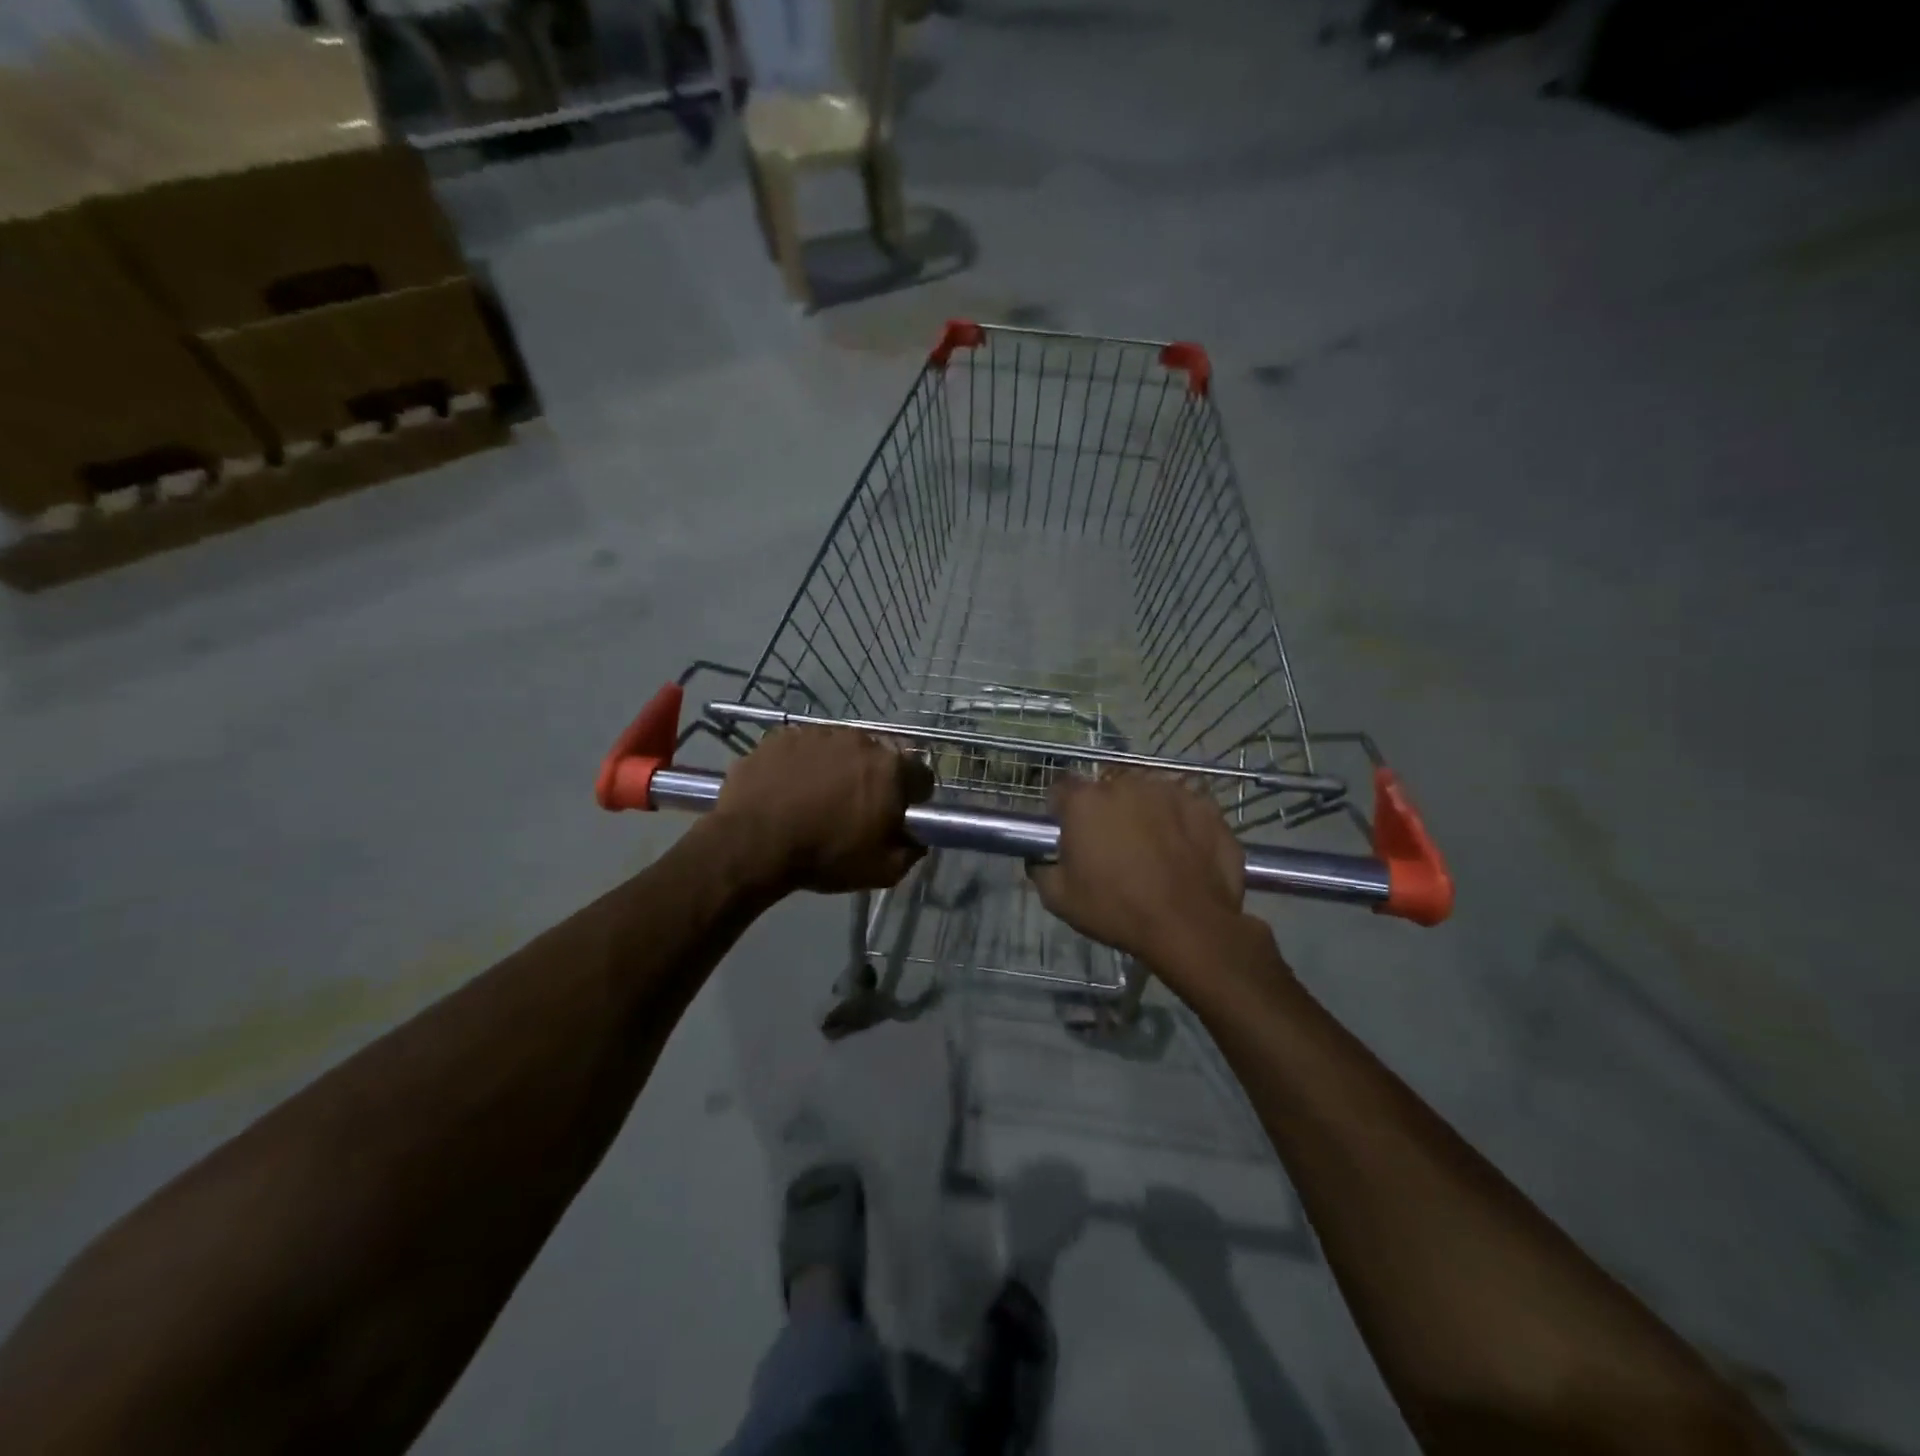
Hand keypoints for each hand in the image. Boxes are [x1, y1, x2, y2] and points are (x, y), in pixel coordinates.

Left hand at [713, 727, 932, 893]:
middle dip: (872, 779)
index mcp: (890, 769)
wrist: (753, 843)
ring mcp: (818, 734)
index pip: (920, 775)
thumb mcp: (882, 871)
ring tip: (816, 798)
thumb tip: (916, 840)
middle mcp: (859, 741)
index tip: (897, 814)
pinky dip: (802, 764)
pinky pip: (803, 748)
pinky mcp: (783, 736)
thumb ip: (911, 852)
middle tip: (854, 808)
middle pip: (878, 758)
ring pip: (839, 749)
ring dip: (836, 768)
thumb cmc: (825, 856)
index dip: (912, 796)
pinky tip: (788, 789)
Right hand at [1027, 771, 1249, 982]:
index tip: (1069, 834)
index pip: (1061, 790)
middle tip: (1112, 847)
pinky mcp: (1204, 805)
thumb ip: (1042, 869)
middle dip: (1106, 811)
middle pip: (1107, 790)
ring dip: (1144, 813)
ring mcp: (1169, 790)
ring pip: (1147, 794)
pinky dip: (1180, 823)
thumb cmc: (1117, 910)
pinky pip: (1184, 807)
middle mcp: (1125, 784)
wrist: (1190, 926)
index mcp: (1085, 801)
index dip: (1062, 811)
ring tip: (1152, 848)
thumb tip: (1041, 858)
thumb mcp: (1059, 900)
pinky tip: (1184, 851)